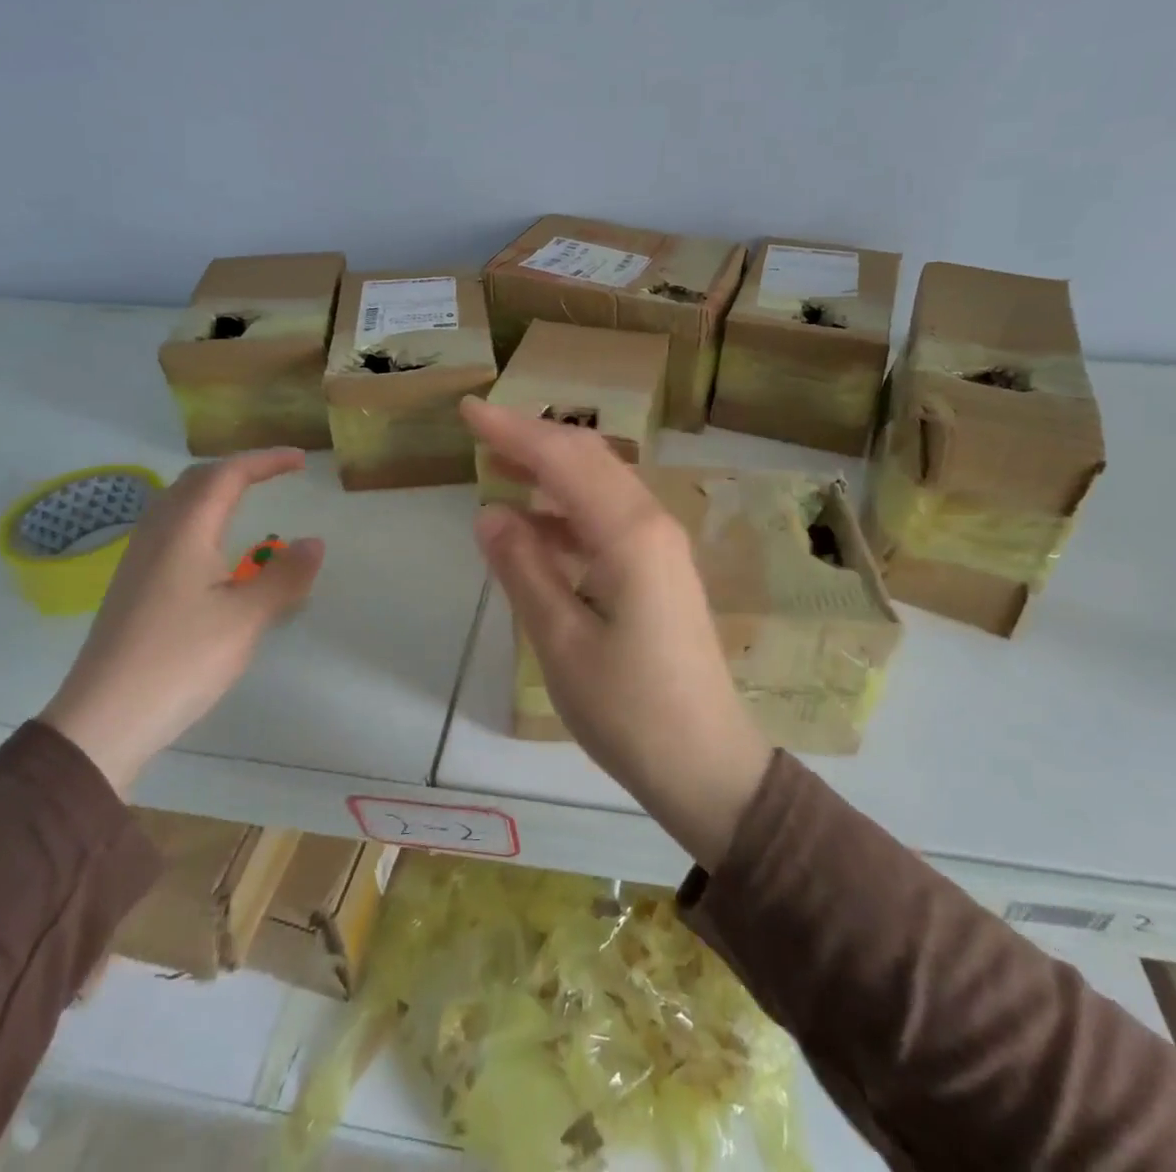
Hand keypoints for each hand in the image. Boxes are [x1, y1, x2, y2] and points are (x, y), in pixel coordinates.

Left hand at [39, 450, 323, 793]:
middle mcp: (156, 535)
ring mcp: (138, 560)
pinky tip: (213, 546)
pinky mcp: (133, 584)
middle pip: (196, 480)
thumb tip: (314, 542)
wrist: (104, 718)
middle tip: (276, 474)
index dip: (265, 461)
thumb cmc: (181, 661)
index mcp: (184, 532)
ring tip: (248, 499)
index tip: (301, 461)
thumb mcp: (247, 619)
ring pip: (177, 502)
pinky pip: (169, 527)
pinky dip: (201, 515)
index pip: (226, 475)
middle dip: (239, 468)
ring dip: (215, 489)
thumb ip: (285, 577)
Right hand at [461, 397, 771, 867]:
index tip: (468, 410)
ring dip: (551, 472)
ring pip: (601, 486)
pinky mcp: (661, 570)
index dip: (513, 431)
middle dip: (533, 439)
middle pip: (589, 460)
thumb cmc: (629, 711)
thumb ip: (524, 569)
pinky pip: (609, 520)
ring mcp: (662, 547)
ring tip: (500, 471)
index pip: (564, 460)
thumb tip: (490, 512)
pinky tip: (537, 529)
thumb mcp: (562, 642)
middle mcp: (652, 525)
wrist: (706, 764)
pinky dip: (568, 512)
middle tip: (480, 432)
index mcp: (631, 534)